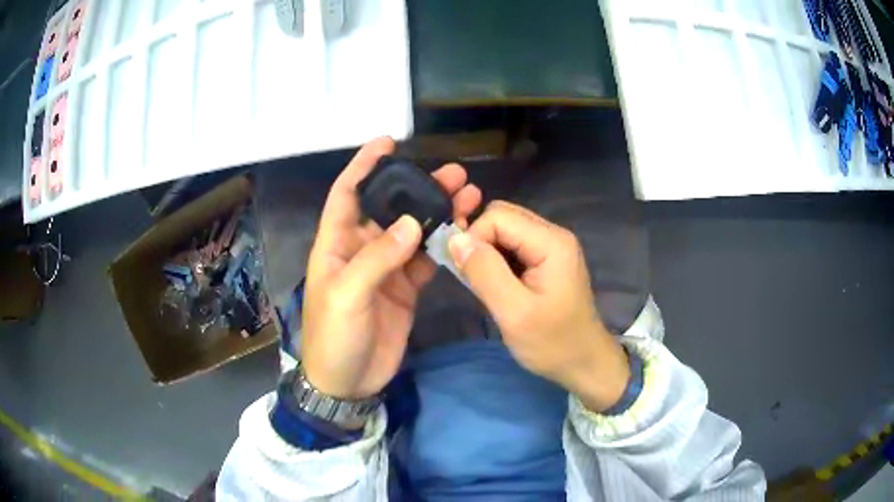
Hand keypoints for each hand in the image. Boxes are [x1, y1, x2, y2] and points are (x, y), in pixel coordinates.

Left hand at [302, 138, 481, 400]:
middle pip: (391, 208)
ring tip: (468, 195)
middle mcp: (361, 248)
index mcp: (337, 244)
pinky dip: (442, 245)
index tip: (387, 142)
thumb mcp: (347, 295)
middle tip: (453, 173)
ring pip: (413, 231)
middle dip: (418, 187)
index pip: (348, 193)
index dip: (364, 166)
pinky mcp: (405, 288)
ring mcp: (386, 268)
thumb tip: (412, 222)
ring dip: (437, 213)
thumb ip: (378, 258)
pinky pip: (425, 259)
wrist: (348, 382)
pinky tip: (463, 232)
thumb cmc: (335, 336)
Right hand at [448, 201, 629, 412]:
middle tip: (475, 279)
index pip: (497, 216)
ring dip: (488, 253)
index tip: (468, 274)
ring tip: (487, 286)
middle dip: (480, 243)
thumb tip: (455, 239)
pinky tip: (498, 286)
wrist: (583, 363)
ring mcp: (552, 245)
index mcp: (551, 242)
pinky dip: (498, 260)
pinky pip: (513, 245)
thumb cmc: (552, 343)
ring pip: (505, 230)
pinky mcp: (548, 259)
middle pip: (502, 217)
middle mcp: (553, 234)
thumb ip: (484, 273)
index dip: (475, 239)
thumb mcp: (514, 313)